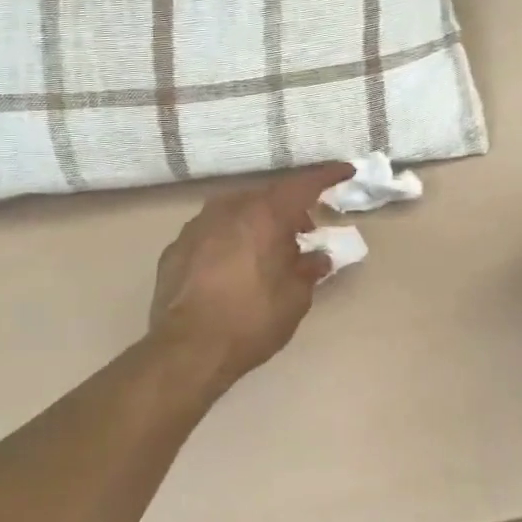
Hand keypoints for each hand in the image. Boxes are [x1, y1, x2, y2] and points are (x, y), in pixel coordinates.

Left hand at [149, 162, 354, 383]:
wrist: (187, 349)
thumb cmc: (252, 319)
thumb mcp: (295, 297)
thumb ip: (309, 269)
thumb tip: (317, 258)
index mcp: (265, 214)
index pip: (303, 185)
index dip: (327, 177)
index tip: (346, 171)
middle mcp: (229, 209)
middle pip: (267, 198)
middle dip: (289, 211)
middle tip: (304, 232)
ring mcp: (197, 225)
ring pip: (236, 213)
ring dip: (257, 225)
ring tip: (267, 251)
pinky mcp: (176, 247)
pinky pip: (212, 234)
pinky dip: (230, 242)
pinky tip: (233, 268)